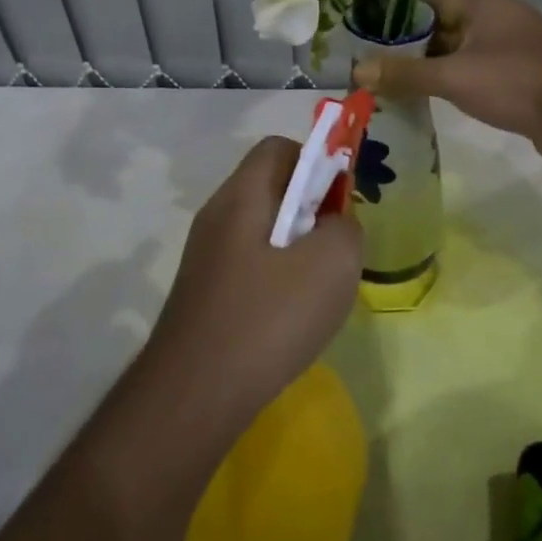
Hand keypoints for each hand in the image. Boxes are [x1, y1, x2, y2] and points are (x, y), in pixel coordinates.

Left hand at [148, 138, 362, 428]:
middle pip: (271, 188)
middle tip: (336, 248)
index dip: (317, 161)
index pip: (278, 147)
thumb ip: (346, 228)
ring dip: (297, 247)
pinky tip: (290, 317)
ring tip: (318, 287)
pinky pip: (250, 265)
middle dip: (311, 210)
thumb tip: (336, 224)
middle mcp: (217, 216)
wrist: (195, 393)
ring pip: (263, 230)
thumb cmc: (268, 318)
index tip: (340, 202)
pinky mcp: (204, 292)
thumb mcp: (332, 265)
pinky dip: (277, 278)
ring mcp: (206, 256)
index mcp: (241, 196)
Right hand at [351, 0, 541, 166]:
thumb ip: (405, 73)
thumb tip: (357, 71)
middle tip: (370, 68)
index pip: (426, 1)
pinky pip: (473, 75)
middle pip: (439, 28)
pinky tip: (426, 101)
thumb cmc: (515, 82)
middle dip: (407, 48)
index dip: (394, 18)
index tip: (364, 38)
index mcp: (481, 4)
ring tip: (388, 86)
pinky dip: (450, 85)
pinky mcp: (517, 78)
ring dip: (427, 69)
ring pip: (456, 54)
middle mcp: (495, 20)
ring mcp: (508, 50)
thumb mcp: (453, 76)